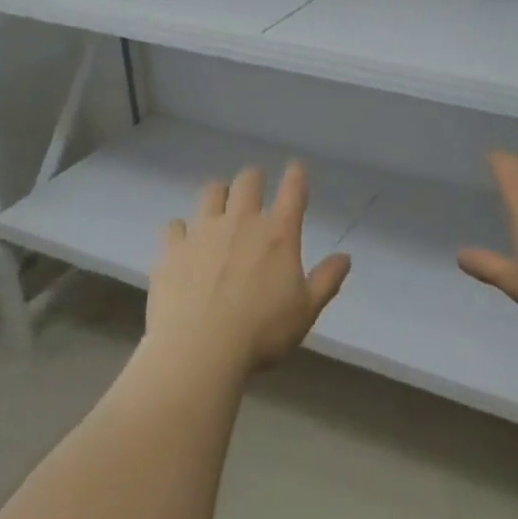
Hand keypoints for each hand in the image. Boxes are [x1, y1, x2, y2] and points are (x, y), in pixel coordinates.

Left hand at [147, 163, 351, 372]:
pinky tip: (183, 242)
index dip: (296, 175)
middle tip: (254, 186)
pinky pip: (174, 226)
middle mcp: (240, 222)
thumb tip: (345, 257)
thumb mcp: (306, 311)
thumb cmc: (261, 332)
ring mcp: (202, 232)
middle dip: (253, 178)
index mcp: (278, 234)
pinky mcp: (172, 249)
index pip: (293, 191)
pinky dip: (181, 230)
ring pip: (210, 192)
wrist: (199, 350)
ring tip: (219, 205)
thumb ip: (327, 280)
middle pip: (247, 181)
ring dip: (218, 194)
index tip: (296, 168)